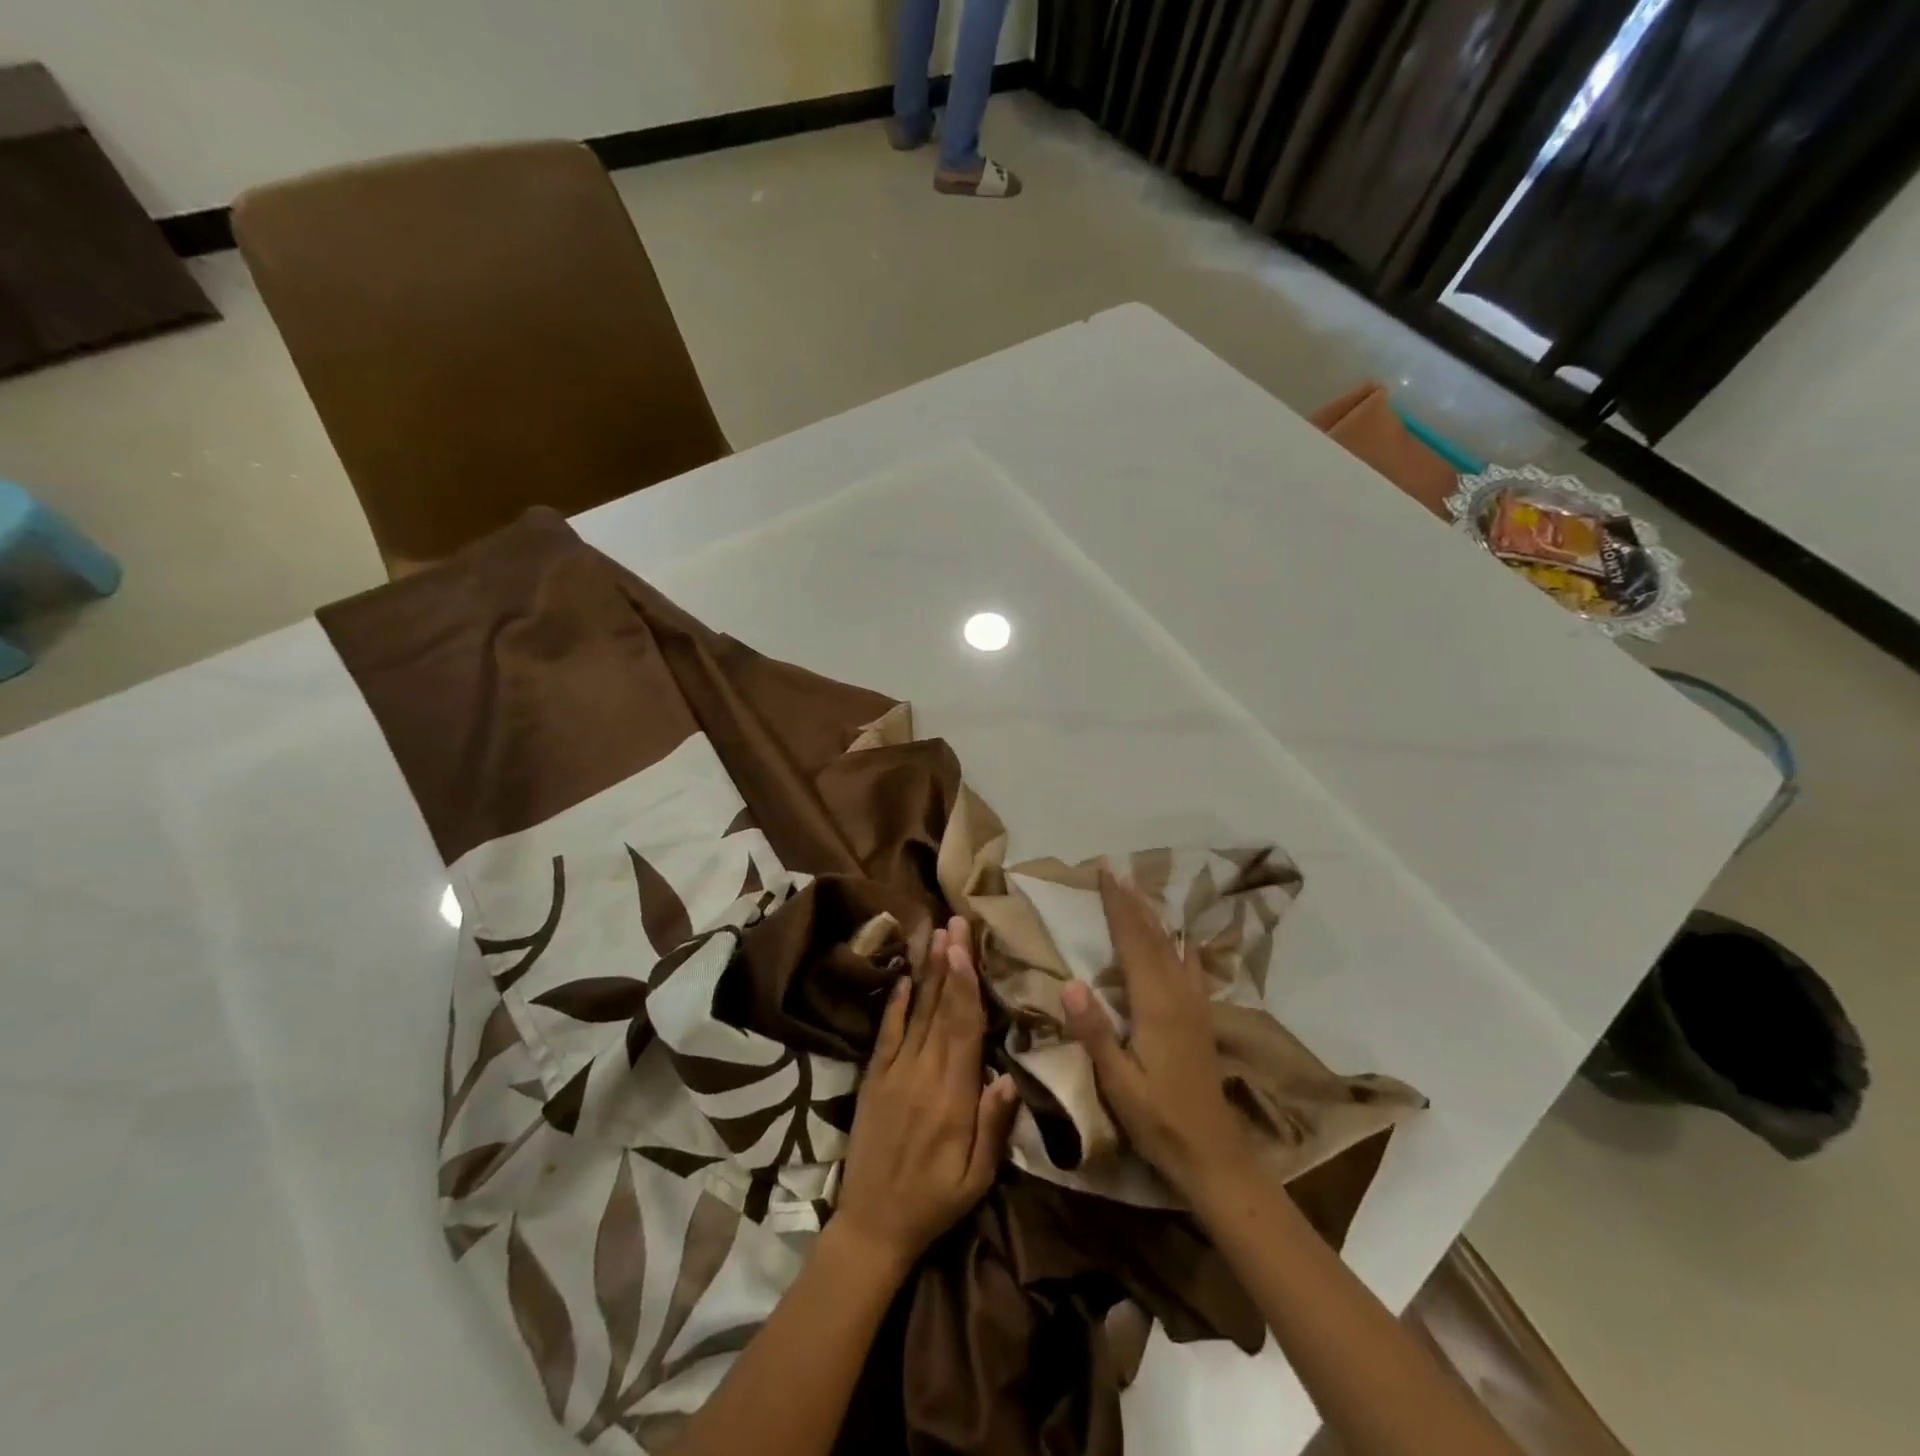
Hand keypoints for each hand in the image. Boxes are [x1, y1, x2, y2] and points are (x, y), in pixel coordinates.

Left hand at [834, 916, 1019, 1276]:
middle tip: (956, 923)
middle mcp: (922, 1074)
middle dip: (950, 964)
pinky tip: (904, 977)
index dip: (965, 986)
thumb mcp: (977, 1178)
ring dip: (927, 973)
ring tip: (936, 936)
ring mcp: (893, 1072)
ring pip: (916, 1013)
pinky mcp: (873, 1078)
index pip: (963, 1029)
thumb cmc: (934, 1202)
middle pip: (940, 1009)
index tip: (966, 948)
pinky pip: (885, 1034)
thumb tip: (1009, 1075)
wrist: (871, 1225)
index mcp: (952, 1097)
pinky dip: (895, 1004)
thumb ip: (993, 1126)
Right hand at [1061, 867, 1248, 1200]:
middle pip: (1154, 936)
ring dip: (1154, 915)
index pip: (1133, 942)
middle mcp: (1179, 995)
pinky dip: (1178, 942)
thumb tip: (1069, 983)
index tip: (1104, 872)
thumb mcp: (1119, 1085)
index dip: (1118, 906)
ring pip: (1173, 946)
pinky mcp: (1201, 1018)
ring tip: (1138, 891)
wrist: (1214, 1155)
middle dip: (1133, 901)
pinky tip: (1180, 939)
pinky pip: (1190, 965)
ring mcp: (1195, 1005)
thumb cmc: (1159, 1121)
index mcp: (1156, 1005)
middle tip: (1114, 869)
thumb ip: (1095, 1034)